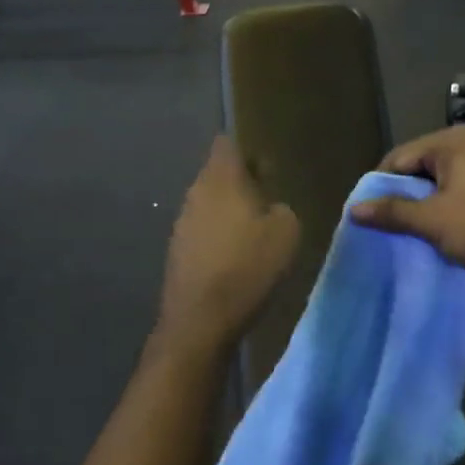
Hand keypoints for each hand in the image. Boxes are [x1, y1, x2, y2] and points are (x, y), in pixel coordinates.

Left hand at [158, 137, 299, 352]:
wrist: (201, 320)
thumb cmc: (247, 267)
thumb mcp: (287, 233)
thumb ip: (282, 209)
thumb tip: (270, 209)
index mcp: (221, 179)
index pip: (227, 143)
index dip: (248, 151)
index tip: (267, 168)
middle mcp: (195, 193)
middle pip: (217, 175)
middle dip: (242, 184)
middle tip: (269, 202)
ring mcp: (181, 223)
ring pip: (210, 204)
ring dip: (230, 212)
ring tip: (256, 233)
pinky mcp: (177, 252)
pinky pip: (203, 232)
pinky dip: (220, 238)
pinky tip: (237, 259)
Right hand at [350, 127, 464, 282]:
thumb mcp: (432, 221)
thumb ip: (392, 212)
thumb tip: (354, 209)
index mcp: (454, 141)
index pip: (401, 156)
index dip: (381, 184)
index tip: (372, 212)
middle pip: (423, 163)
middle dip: (405, 192)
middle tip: (391, 222)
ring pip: (444, 177)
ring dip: (427, 200)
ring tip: (415, 227)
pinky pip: (464, 185)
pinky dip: (449, 202)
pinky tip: (444, 226)